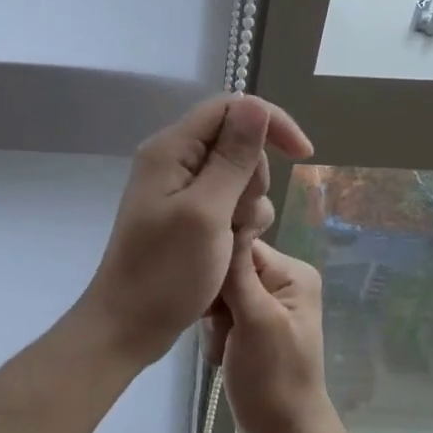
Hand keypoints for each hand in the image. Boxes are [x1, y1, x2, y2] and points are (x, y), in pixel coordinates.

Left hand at [78, 94, 311, 366]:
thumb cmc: (165, 273)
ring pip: (239, 177)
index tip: (304, 155)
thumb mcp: (207, 213)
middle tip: (238, 219)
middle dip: (254, 179)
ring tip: (231, 242)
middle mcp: (174, 161)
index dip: (270, 123)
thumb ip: (233, 158)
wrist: (129, 326)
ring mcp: (180, 190)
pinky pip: (228, 204)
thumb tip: (257, 106)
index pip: (231, 107)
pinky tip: (230, 252)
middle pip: (238, 143)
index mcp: (171, 150)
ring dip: (248, 208)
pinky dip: (238, 225)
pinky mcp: (188, 216)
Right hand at [206, 239, 347, 432]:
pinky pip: (221, 318)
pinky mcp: (251, 330)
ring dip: (213, 324)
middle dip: (216, 302)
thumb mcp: (256, 319)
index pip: (241, 246)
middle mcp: (281, 284)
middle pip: (227, 270)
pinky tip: (222, 359)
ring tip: (224, 350)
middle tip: (223, 331)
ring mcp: (266, 308)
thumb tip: (228, 218)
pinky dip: (215, 337)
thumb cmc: (273, 378)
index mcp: (292, 273)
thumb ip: (238, 271)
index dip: (218, 268)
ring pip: (219, 296)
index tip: (210, 298)